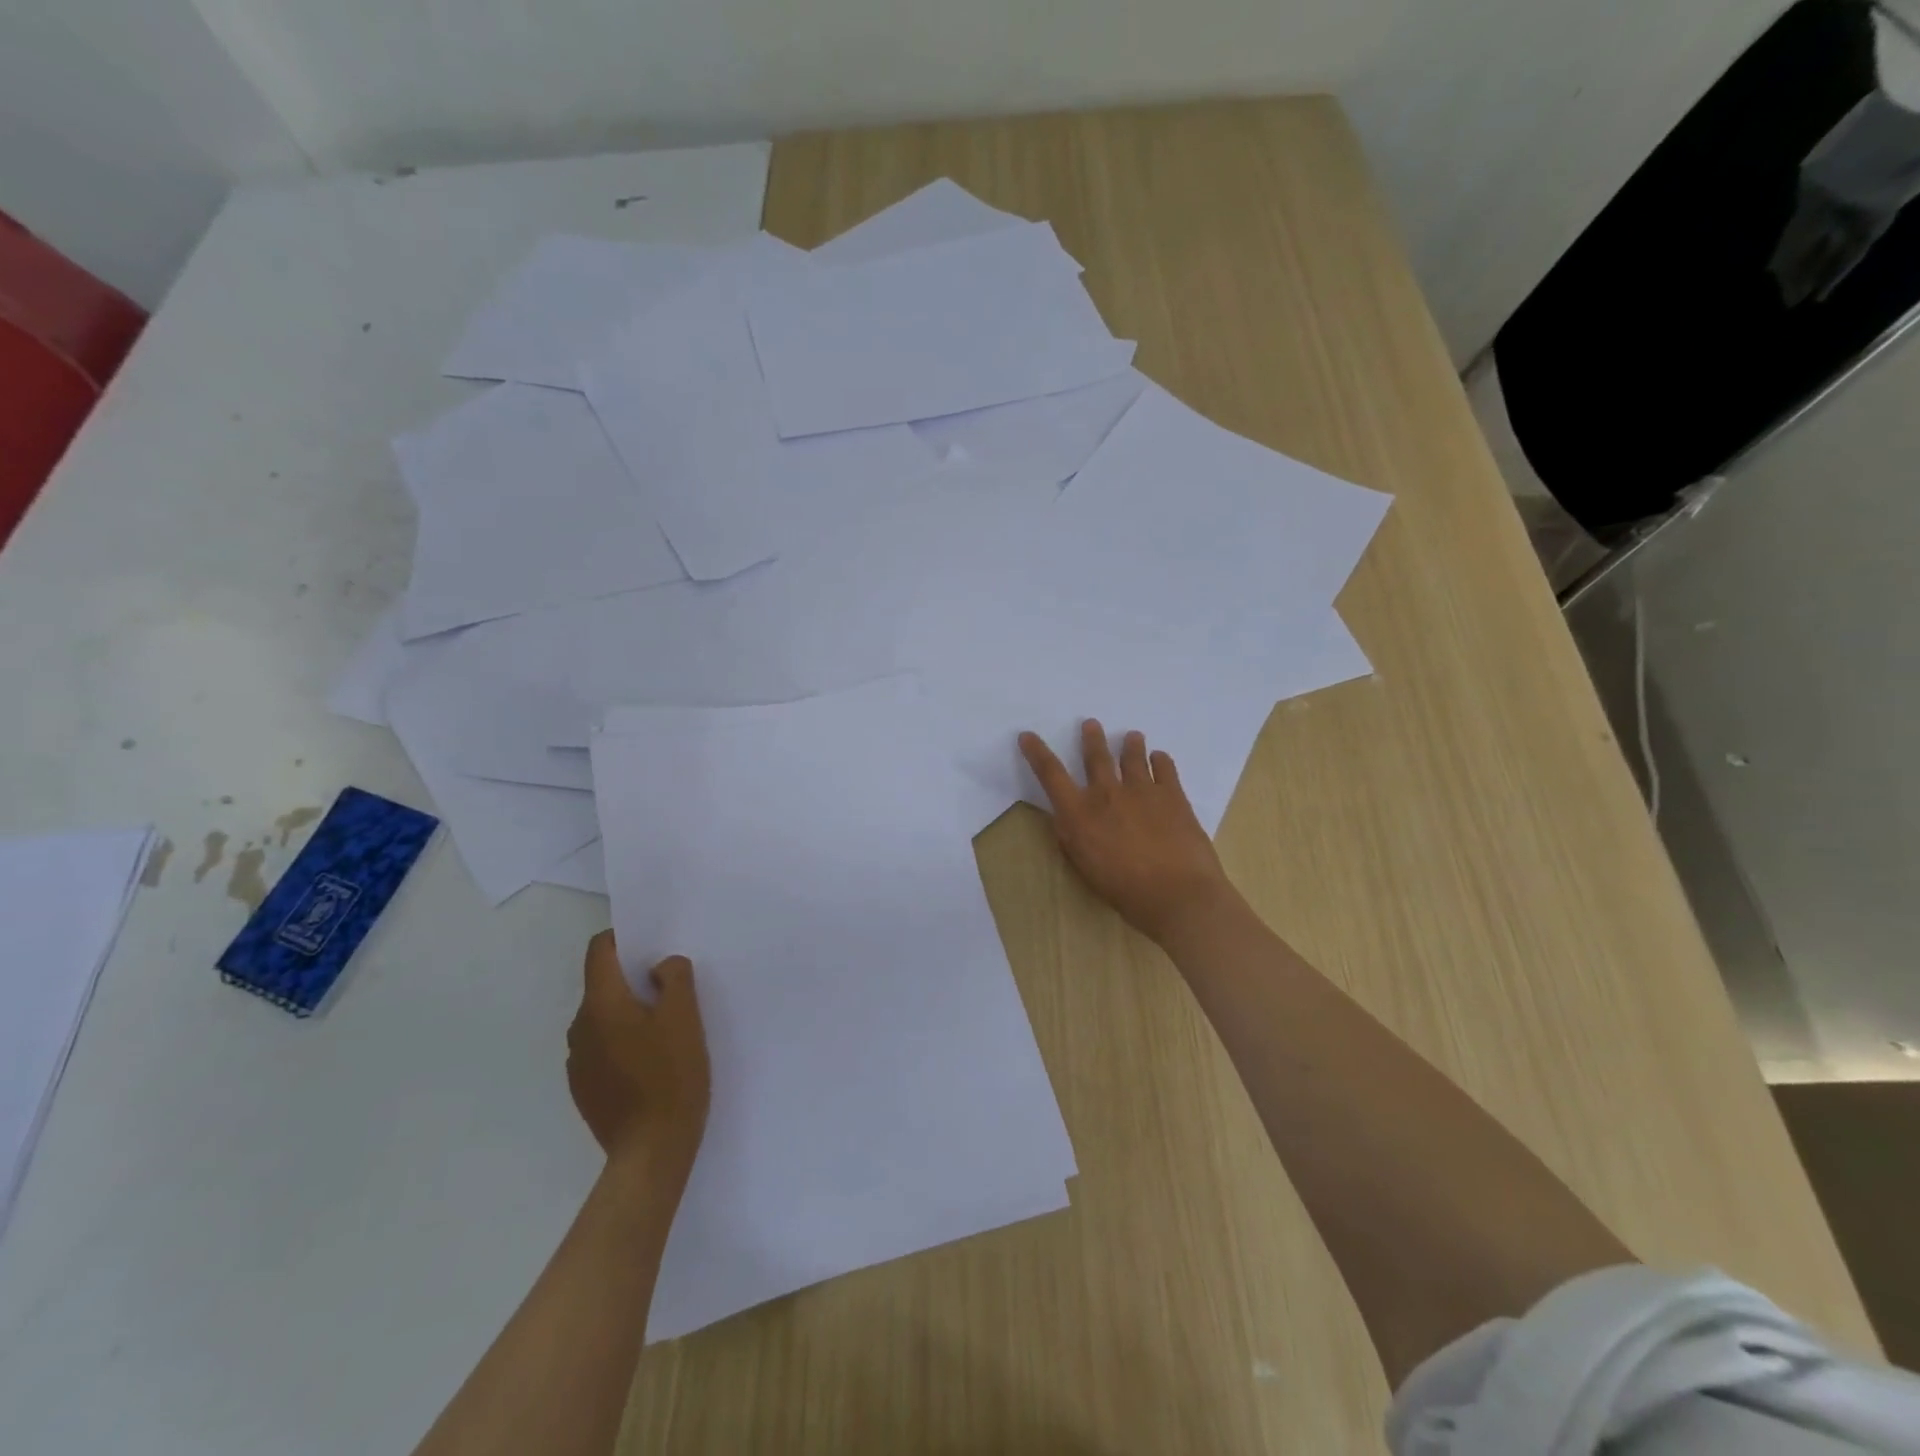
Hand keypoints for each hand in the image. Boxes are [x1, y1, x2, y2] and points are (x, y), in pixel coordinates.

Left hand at [567, 931, 710, 1176]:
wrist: (651, 1151)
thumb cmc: (671, 1075)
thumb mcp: (685, 1016)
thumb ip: (674, 977)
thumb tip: (658, 967)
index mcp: (601, 1004)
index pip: (599, 951)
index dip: (623, 939)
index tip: (651, 947)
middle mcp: (579, 1027)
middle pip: (602, 985)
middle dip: (633, 981)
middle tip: (671, 992)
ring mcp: (577, 1061)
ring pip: (603, 1018)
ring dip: (628, 1014)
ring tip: (664, 1031)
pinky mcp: (583, 1088)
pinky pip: (602, 1048)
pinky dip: (622, 1043)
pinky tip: (650, 1063)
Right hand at [1019, 720, 1234, 945]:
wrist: (1178, 893)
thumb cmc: (1124, 890)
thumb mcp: (1084, 867)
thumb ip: (1072, 837)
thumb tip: (1066, 817)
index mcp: (1079, 813)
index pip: (1050, 774)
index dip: (1036, 752)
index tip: (1028, 735)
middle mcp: (1107, 793)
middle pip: (1096, 756)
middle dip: (1091, 738)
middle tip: (1091, 724)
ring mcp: (1142, 790)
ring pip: (1133, 756)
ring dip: (1130, 744)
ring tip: (1133, 736)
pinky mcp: (1173, 795)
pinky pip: (1165, 768)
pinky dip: (1160, 760)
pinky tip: (1160, 758)